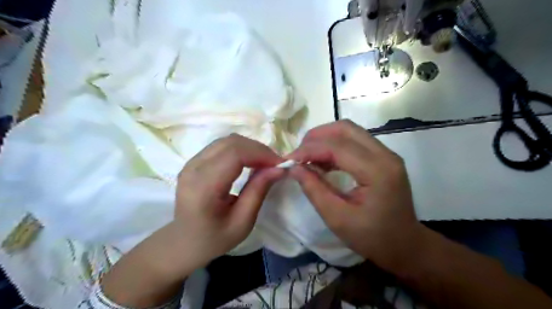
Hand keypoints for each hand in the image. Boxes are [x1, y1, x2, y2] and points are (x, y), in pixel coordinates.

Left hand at [173, 134, 283, 268]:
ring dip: (250, 148)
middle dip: (258, 149)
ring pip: (227, 141)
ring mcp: (191, 163)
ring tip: (264, 163)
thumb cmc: (214, 239)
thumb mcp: (243, 222)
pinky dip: (240, 149)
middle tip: (274, 164)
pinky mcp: (194, 161)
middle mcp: (193, 169)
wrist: (184, 242)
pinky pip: (221, 146)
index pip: (234, 154)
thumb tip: (279, 168)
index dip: (260, 153)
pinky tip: (249, 162)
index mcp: (203, 187)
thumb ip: (259, 191)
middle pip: (231, 142)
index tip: (280, 164)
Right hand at [286, 121, 420, 269]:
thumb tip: (294, 168)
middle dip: (316, 137)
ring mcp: (386, 154)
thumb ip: (314, 189)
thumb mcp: (337, 218)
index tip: (288, 160)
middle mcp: (385, 155)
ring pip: (350, 131)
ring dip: (325, 139)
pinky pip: (355, 141)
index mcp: (377, 171)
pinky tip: (324, 161)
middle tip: (299, 154)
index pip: (337, 147)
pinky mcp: (383, 157)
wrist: (405, 245)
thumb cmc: (372, 237)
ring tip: (308, 157)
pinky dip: (335, 146)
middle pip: (345, 129)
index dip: (309, 150)